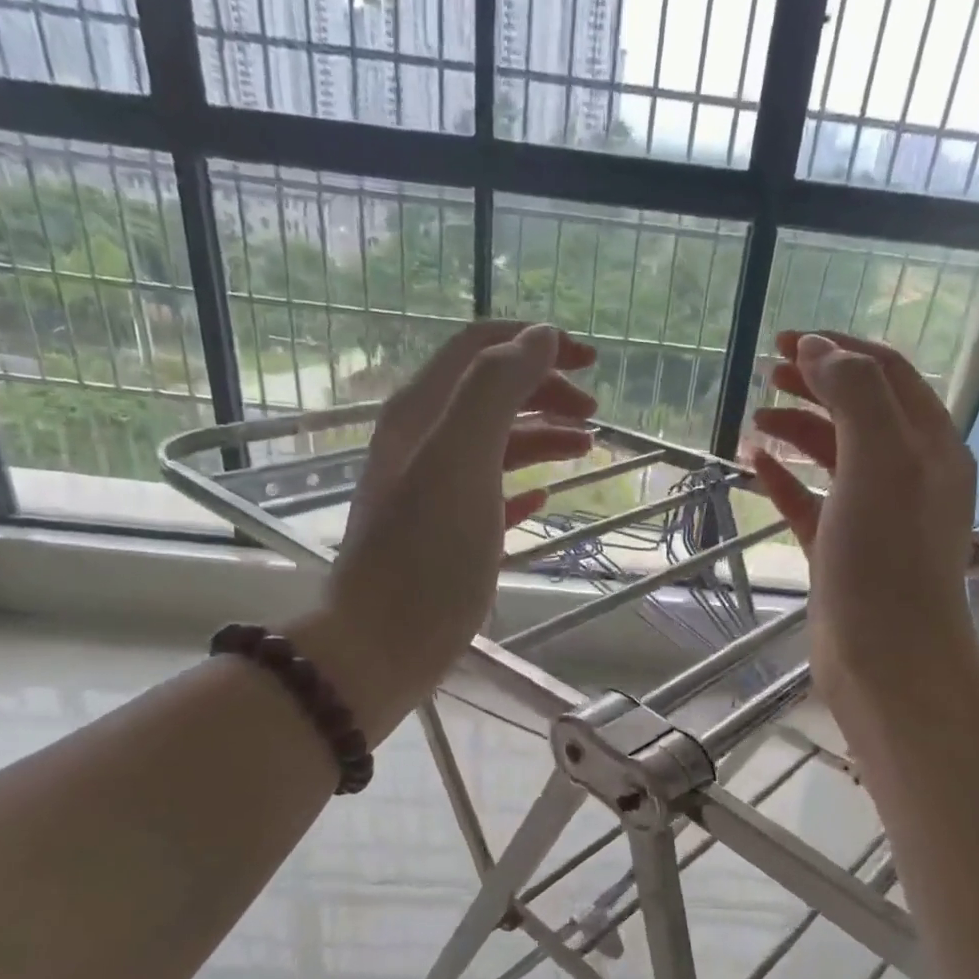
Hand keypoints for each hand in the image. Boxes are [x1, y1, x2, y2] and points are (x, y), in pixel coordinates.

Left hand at [291, 320, 596, 736]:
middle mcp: (425, 442)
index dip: (537, 343)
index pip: (481, 348)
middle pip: (492, 392)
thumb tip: (540, 337)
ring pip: (496, 442)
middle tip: (595, 415)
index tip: (592, 362)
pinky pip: (491, 492)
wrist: (383, 641)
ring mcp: (435, 490)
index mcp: (423, 413)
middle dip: (546, 390)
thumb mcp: (461, 458)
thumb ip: (495, 388)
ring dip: (542, 434)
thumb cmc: (426, 553)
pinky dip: (522, 483)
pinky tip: (546, 494)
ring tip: (585, 449)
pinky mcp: (448, 534)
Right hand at [747, 330, 978, 730]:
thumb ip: (854, 394)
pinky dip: (785, 478)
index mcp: (930, 444)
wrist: (887, 655)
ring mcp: (873, 514)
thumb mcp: (881, 459)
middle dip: (815, 385)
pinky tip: (755, 465)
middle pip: (859, 410)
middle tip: (767, 373)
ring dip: (797, 430)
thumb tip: (818, 349)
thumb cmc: (886, 555)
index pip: (887, 374)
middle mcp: (908, 473)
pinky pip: (811, 501)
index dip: (840, 349)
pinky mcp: (842, 550)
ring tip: (754, 421)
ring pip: (833, 456)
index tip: (786, 340)